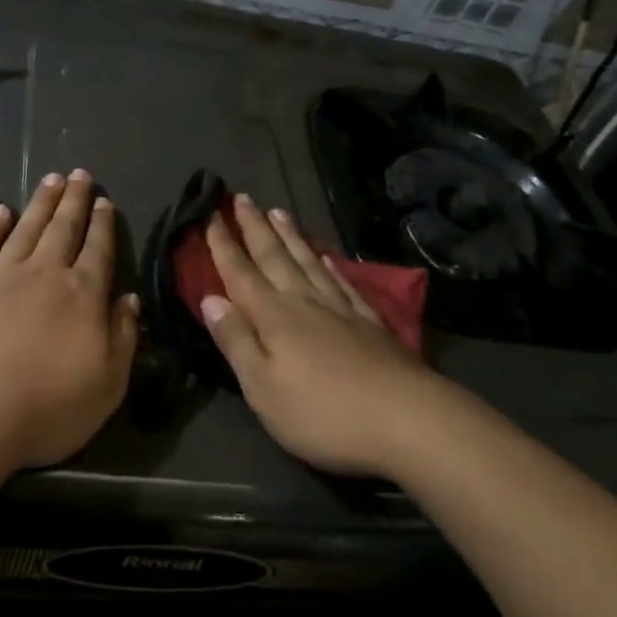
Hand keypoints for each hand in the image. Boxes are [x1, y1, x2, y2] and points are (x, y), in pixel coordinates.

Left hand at [0, 169, 138, 470]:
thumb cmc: (44, 409)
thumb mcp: (107, 385)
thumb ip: (122, 338)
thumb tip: (130, 299)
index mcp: (81, 295)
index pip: (98, 251)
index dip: (103, 225)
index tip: (105, 201)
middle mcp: (43, 274)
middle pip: (63, 228)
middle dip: (74, 200)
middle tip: (79, 174)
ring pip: (26, 228)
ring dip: (40, 202)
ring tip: (51, 179)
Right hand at [202, 195, 436, 477]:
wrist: (407, 419)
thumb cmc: (323, 413)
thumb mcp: (263, 388)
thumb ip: (236, 340)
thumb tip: (210, 298)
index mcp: (273, 316)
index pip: (240, 273)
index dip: (222, 245)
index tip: (209, 214)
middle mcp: (304, 301)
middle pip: (274, 257)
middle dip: (254, 227)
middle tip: (241, 197)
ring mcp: (340, 309)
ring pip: (307, 261)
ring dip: (289, 236)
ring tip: (278, 211)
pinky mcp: (369, 323)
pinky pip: (342, 282)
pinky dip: (329, 266)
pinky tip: (324, 257)